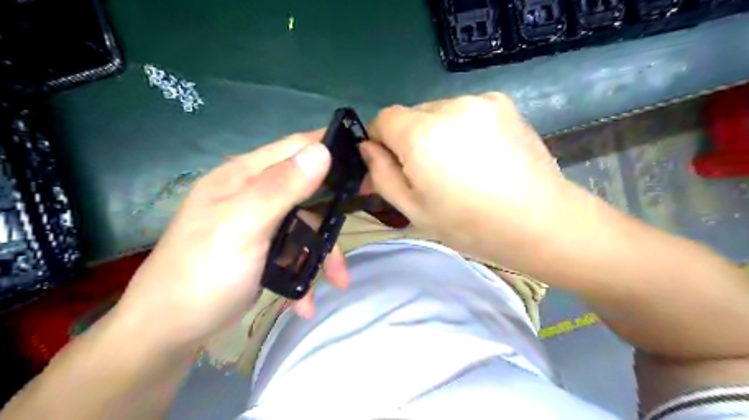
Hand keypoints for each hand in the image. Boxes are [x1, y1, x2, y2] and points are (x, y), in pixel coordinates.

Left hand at [112, 132, 351, 347]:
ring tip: (338, 280)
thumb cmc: (203, 272)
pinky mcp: (262, 249)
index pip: (295, 147)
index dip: (330, 148)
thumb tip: (322, 150)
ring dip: (322, 253)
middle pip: (307, 189)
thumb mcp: (243, 226)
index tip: (366, 161)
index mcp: (244, 176)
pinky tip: (305, 300)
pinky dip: (304, 272)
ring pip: (306, 225)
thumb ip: (282, 187)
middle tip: (362, 217)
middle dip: (333, 212)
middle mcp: (252, 193)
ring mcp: (258, 223)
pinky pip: (295, 250)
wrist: (169, 331)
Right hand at [362, 94, 574, 266]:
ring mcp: (479, 101)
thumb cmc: (469, 224)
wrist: (538, 221)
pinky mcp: (503, 103)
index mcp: (421, 134)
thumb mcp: (412, 209)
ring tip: (460, 166)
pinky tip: (481, 155)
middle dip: (411, 139)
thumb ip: (381, 174)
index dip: (381, 140)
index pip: (383, 118)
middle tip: (431, 173)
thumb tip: (368, 148)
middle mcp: (448, 106)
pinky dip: (463, 127)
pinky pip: (466, 110)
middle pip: (412, 115)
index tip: (393, 164)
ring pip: (439, 112)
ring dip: (437, 133)